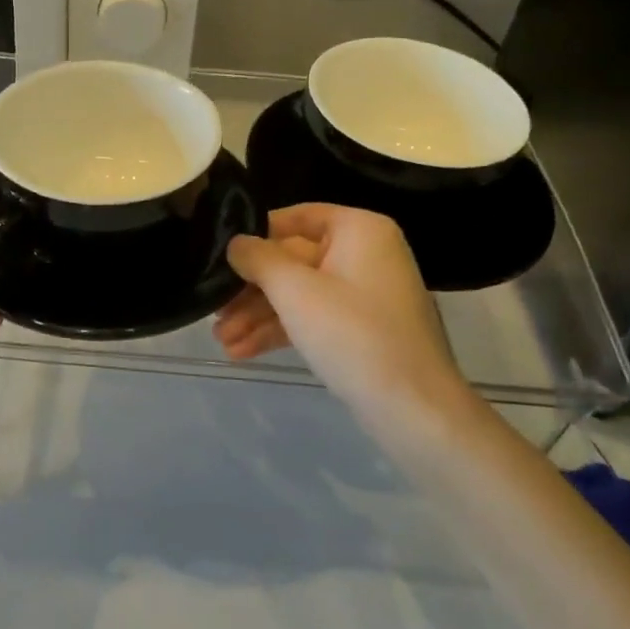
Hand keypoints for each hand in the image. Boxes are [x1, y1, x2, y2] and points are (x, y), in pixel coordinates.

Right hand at [213, 204, 463, 414]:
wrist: (415, 411)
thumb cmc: (353, 334)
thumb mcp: (295, 291)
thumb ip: (258, 259)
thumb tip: (235, 243)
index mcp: (359, 229)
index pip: (296, 217)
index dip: (256, 236)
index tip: (220, 256)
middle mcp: (364, 253)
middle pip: (293, 259)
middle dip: (251, 290)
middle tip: (214, 310)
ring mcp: (365, 293)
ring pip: (300, 293)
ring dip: (259, 315)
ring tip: (222, 341)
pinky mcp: (362, 329)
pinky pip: (314, 317)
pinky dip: (281, 330)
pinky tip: (243, 351)